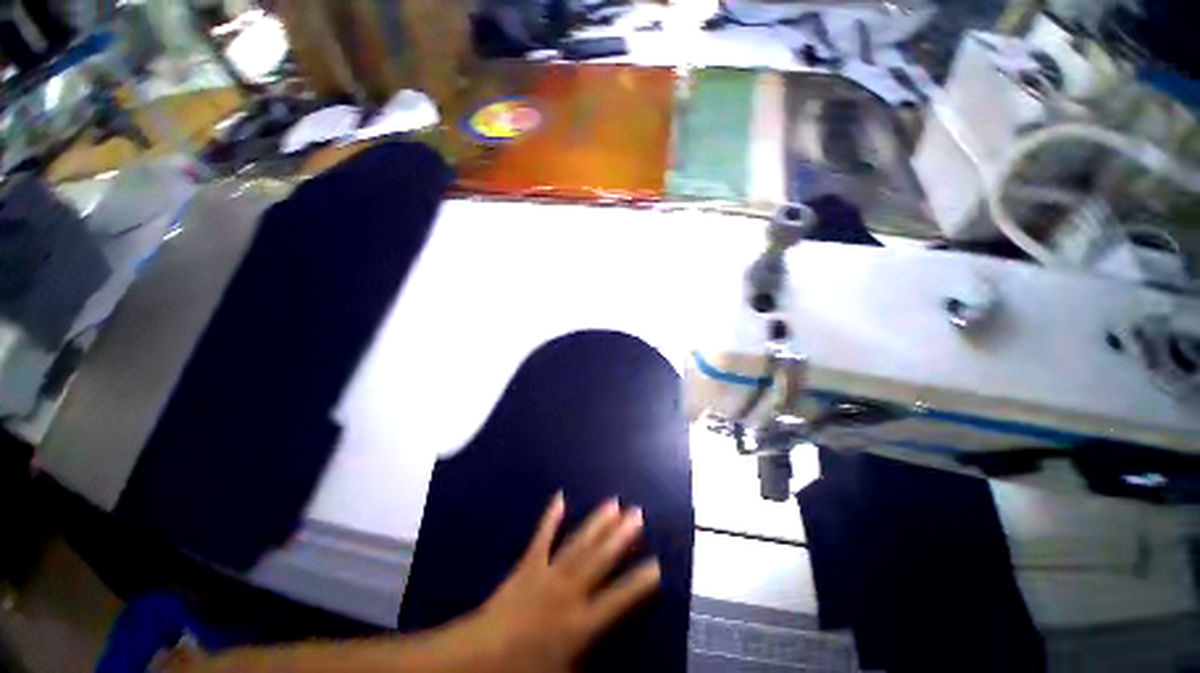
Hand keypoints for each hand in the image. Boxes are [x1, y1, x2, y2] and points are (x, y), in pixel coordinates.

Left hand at [462, 493, 660, 672]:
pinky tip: (560, 497)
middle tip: (637, 513)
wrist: (478, 659)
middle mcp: (569, 591)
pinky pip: (542, 537)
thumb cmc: (524, 672)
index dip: (639, 582)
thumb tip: (615, 663)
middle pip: (600, 559)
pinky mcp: (528, 564)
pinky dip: (551, 517)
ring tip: (614, 503)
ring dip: (597, 522)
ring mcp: (548, 572)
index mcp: (581, 623)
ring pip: (579, 543)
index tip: (657, 563)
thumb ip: (593, 663)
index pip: (619, 599)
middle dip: (621, 536)